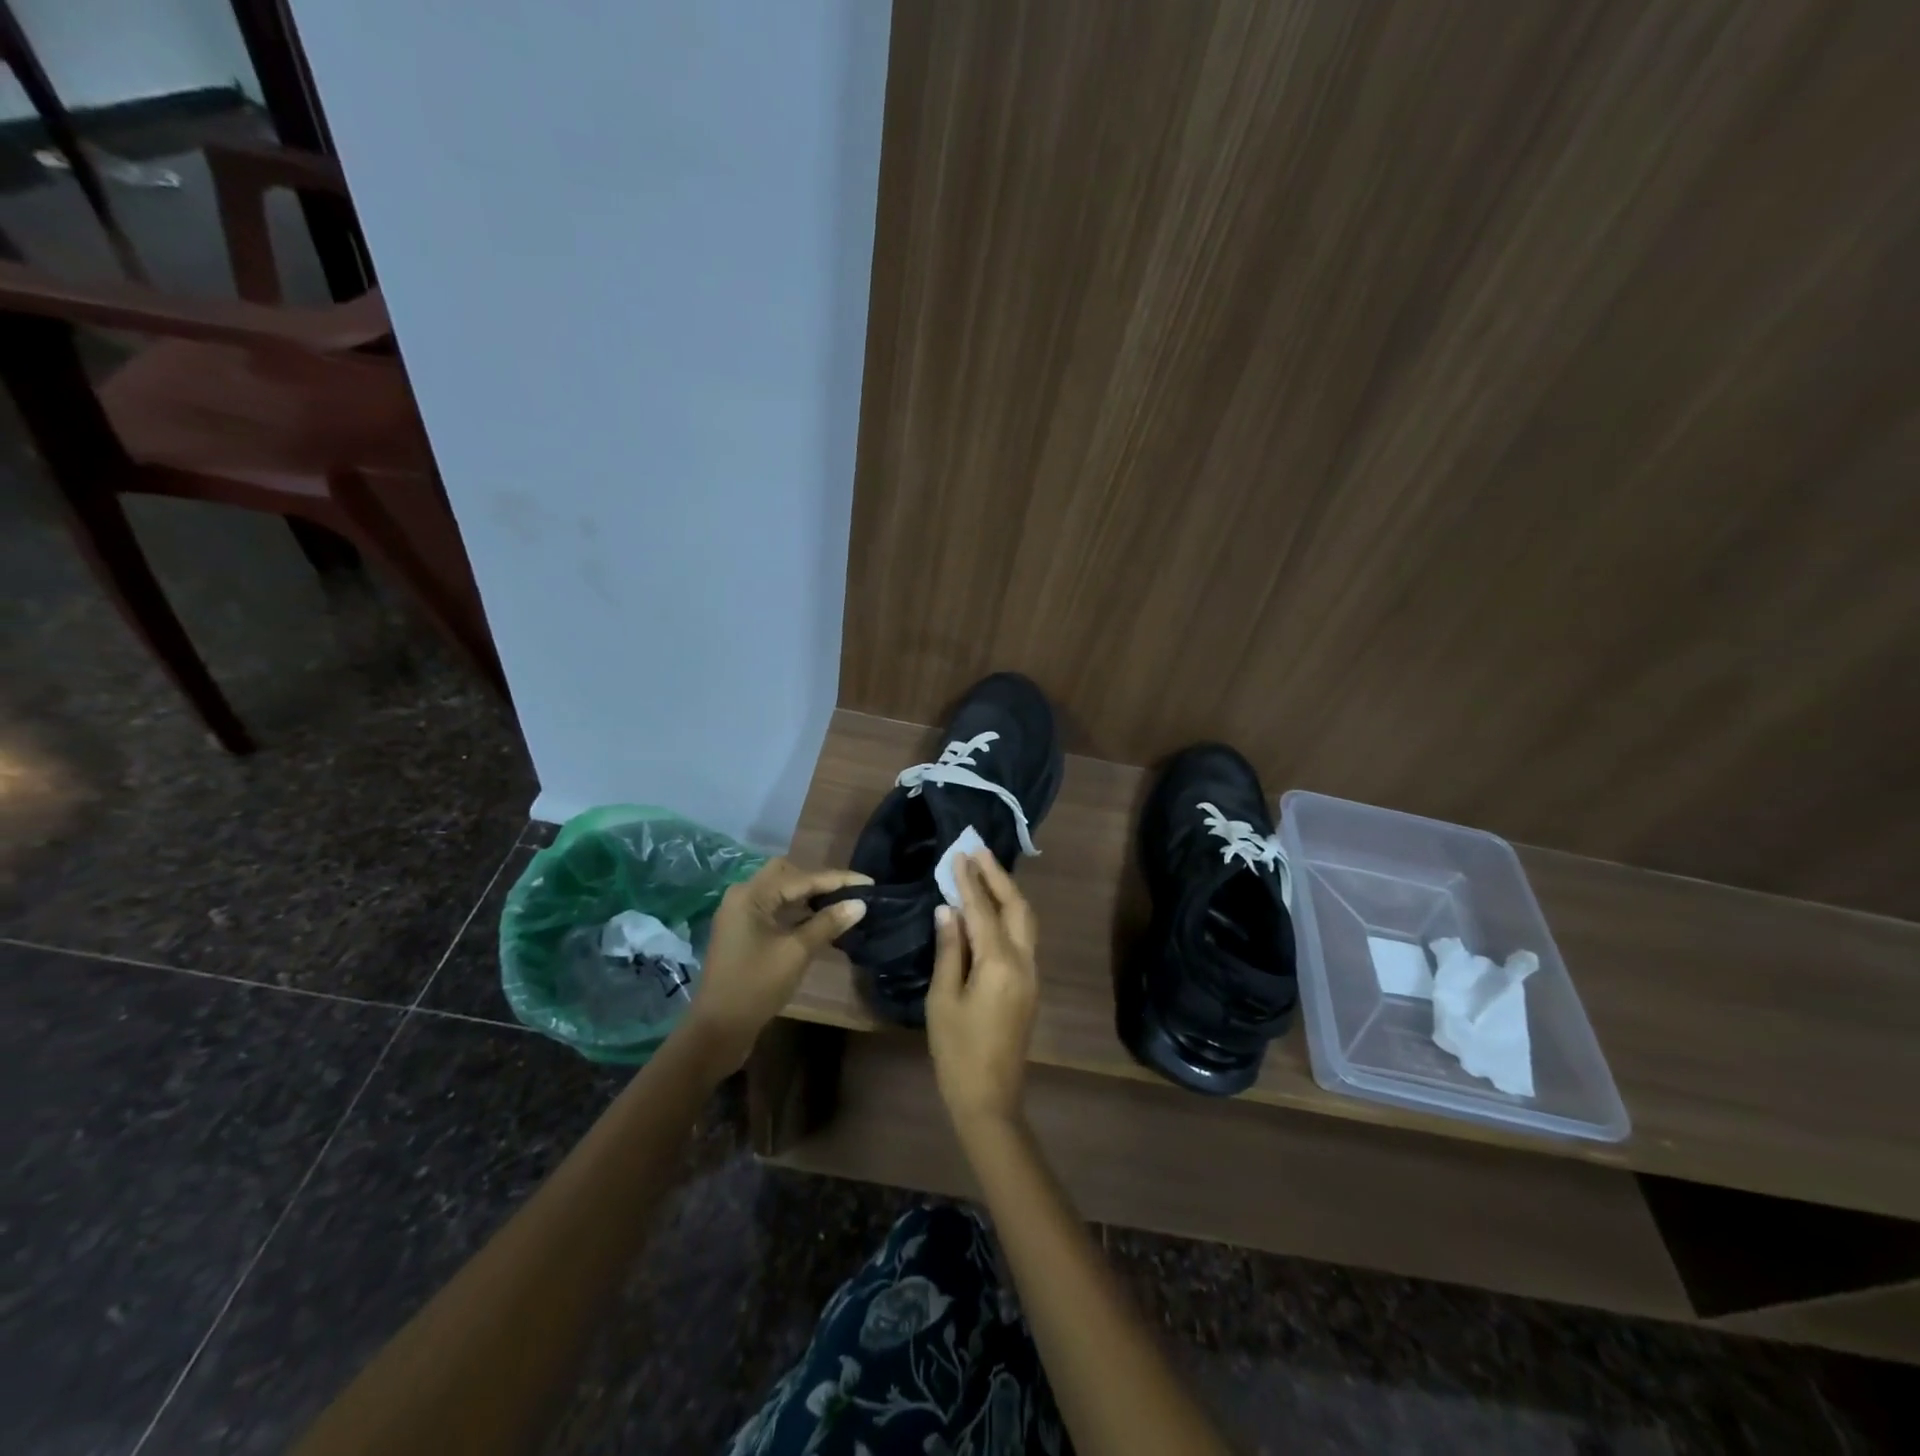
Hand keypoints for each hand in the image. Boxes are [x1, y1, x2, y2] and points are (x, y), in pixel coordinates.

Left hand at [685, 858, 869, 1072]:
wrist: (717, 1030)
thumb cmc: (756, 987)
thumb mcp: (796, 953)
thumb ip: (828, 923)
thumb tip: (860, 904)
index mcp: (751, 895)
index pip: (802, 877)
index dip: (838, 879)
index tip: (868, 882)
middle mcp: (743, 896)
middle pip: (788, 875)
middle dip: (820, 881)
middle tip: (849, 892)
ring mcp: (740, 914)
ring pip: (781, 892)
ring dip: (809, 896)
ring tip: (841, 904)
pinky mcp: (743, 932)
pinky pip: (775, 909)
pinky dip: (797, 911)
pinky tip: (819, 921)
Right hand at [926, 851, 1039, 1133]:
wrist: (990, 1097)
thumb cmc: (957, 1050)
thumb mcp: (943, 999)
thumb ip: (949, 950)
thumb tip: (948, 910)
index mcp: (999, 963)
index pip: (983, 910)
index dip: (970, 880)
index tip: (958, 854)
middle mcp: (1024, 961)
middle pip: (1017, 907)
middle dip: (998, 876)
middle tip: (977, 851)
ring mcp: (1032, 973)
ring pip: (1025, 920)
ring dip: (1007, 892)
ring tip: (985, 870)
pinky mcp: (1030, 985)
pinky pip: (1023, 937)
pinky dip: (1009, 913)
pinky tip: (992, 908)